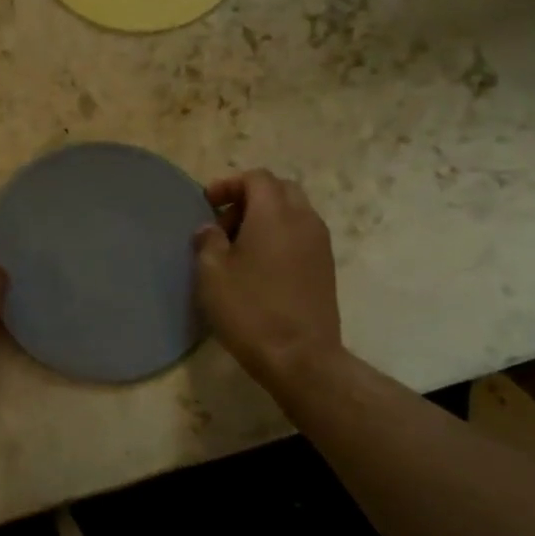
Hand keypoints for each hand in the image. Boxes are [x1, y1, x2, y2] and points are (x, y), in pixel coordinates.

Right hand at [194, 170, 346, 392]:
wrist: (301, 357)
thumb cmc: (250, 309)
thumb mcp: (212, 273)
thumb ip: (208, 241)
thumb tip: (210, 229)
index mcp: (274, 214)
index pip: (257, 178)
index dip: (229, 184)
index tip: (208, 203)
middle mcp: (303, 220)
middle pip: (280, 190)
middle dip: (250, 197)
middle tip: (225, 222)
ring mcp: (320, 244)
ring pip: (294, 212)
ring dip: (266, 218)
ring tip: (240, 247)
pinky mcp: (326, 267)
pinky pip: (302, 235)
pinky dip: (280, 236)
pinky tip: (260, 266)